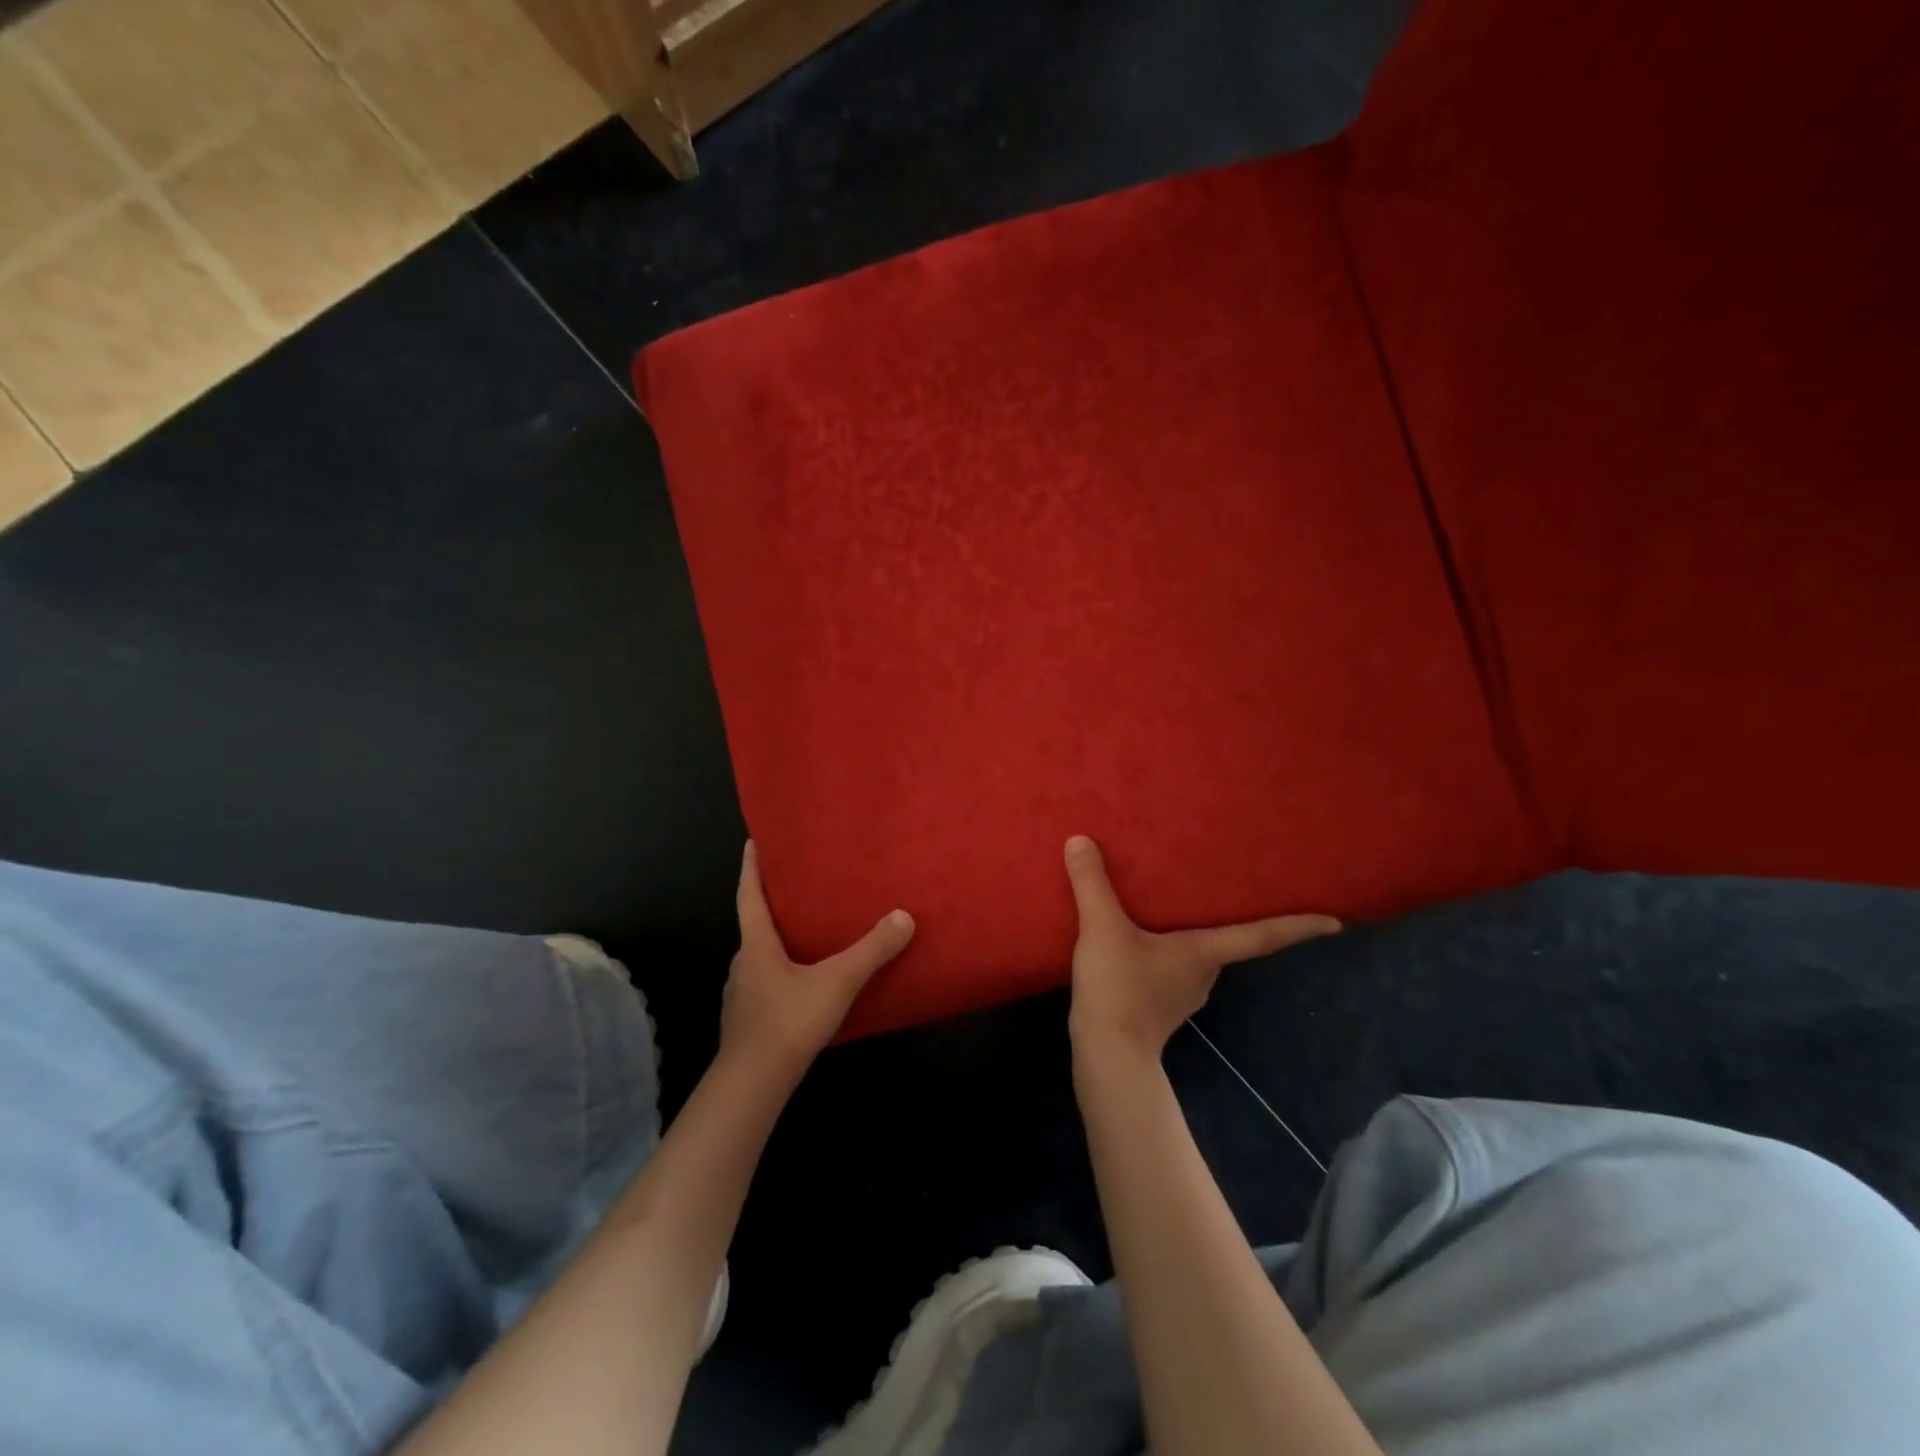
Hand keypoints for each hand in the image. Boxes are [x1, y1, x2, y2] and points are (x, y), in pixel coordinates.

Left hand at [719, 842, 913, 1081]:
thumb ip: (871, 950)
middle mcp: (743, 964)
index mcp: (757, 945)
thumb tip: (904, 916)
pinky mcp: (748, 1022)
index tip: (753, 842)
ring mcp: (742, 995)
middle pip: (755, 925)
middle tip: (798, 887)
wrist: (752, 1084)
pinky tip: (805, 984)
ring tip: (808, 934)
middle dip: (772, 905)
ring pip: (761, 958)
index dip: (752, 868)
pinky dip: (783, 974)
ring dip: (779, 942)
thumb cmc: (788, 1021)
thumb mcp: (837, 981)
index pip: (749, 895)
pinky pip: (766, 984)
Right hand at [1064, 836, 1340, 1059]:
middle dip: (1238, 919)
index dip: (1299, 927)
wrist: (1107, 1054)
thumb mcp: (1102, 928)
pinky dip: (1170, 951)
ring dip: (1198, 935)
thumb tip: (1079, 840)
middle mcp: (1205, 974)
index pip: (1263, 937)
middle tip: (1238, 889)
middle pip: (1232, 943)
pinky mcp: (1161, 1006)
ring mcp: (1185, 994)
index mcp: (1205, 952)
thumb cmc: (1120, 988)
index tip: (1336, 923)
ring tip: (1181, 909)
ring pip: (1201, 957)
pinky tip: (1144, 941)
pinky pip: (1175, 968)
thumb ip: (1092, 884)